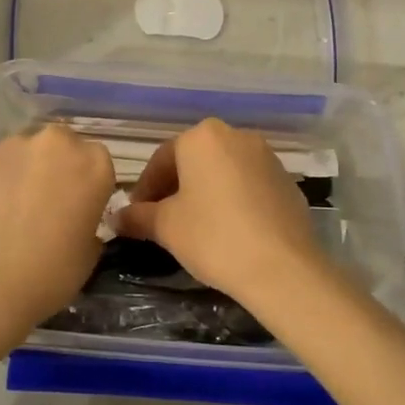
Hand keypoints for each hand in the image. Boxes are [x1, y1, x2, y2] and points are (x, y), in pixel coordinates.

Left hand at [0, 125, 114, 336]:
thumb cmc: (49, 273)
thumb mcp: (89, 254)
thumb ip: (88, 224)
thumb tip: (75, 220)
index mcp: (93, 164)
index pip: (98, 163)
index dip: (87, 185)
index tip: (78, 208)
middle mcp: (56, 143)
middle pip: (61, 146)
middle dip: (56, 168)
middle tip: (45, 204)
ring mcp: (13, 145)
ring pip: (26, 152)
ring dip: (25, 171)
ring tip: (11, 208)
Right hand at [115, 118, 327, 304]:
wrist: (282, 268)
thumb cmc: (213, 237)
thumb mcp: (165, 227)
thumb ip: (137, 216)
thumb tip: (117, 217)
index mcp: (202, 137)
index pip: (161, 159)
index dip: (145, 189)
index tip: (136, 214)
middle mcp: (236, 136)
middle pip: (194, 161)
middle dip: (175, 188)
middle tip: (162, 219)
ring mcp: (267, 157)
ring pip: (223, 171)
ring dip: (205, 192)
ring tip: (195, 226)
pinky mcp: (287, 181)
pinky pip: (248, 185)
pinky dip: (233, 200)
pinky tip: (229, 230)